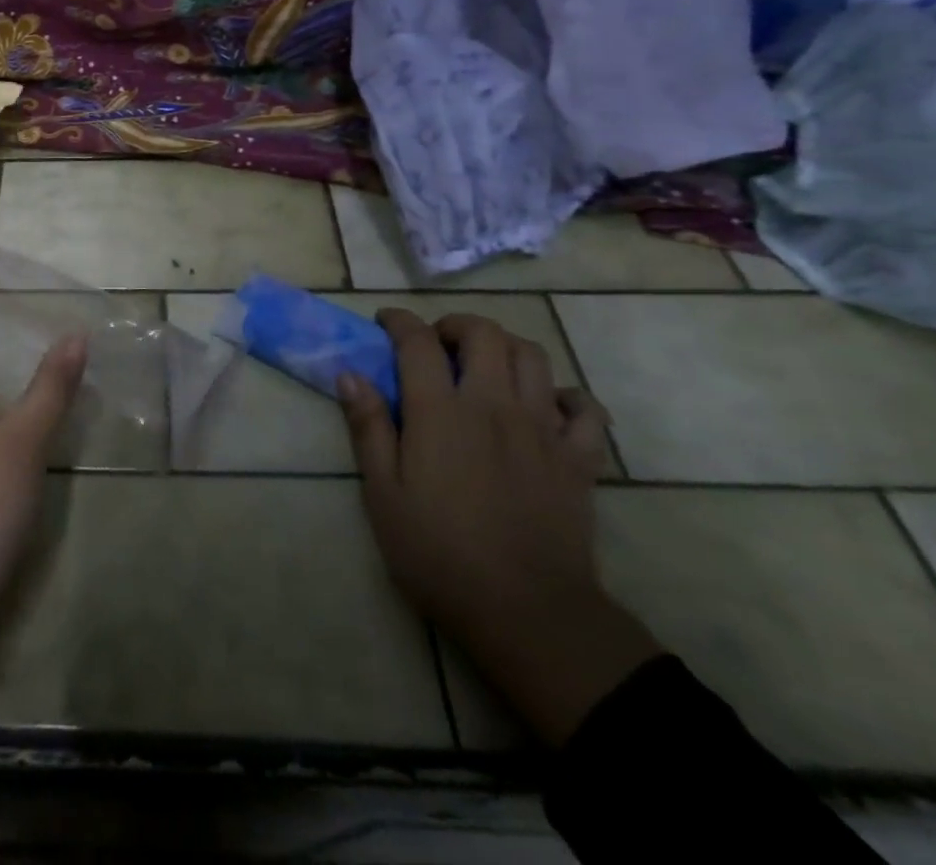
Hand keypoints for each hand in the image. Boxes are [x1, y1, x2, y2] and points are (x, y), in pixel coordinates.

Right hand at [338, 309, 660, 745]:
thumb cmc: (439, 554)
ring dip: (505, 348)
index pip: (418, 341)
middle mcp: (493, 405)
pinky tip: (545, 407)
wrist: (528, 613)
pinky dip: (565, 396)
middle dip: (456, 325)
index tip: (385, 323)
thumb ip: (368, 428)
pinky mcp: (579, 459)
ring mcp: (542, 429)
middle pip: (484, 333)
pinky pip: (585, 408)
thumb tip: (350, 375)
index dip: (399, 322)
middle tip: (437, 345)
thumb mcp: (383, 494)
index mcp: (440, 412)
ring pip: (533, 356)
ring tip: (485, 367)